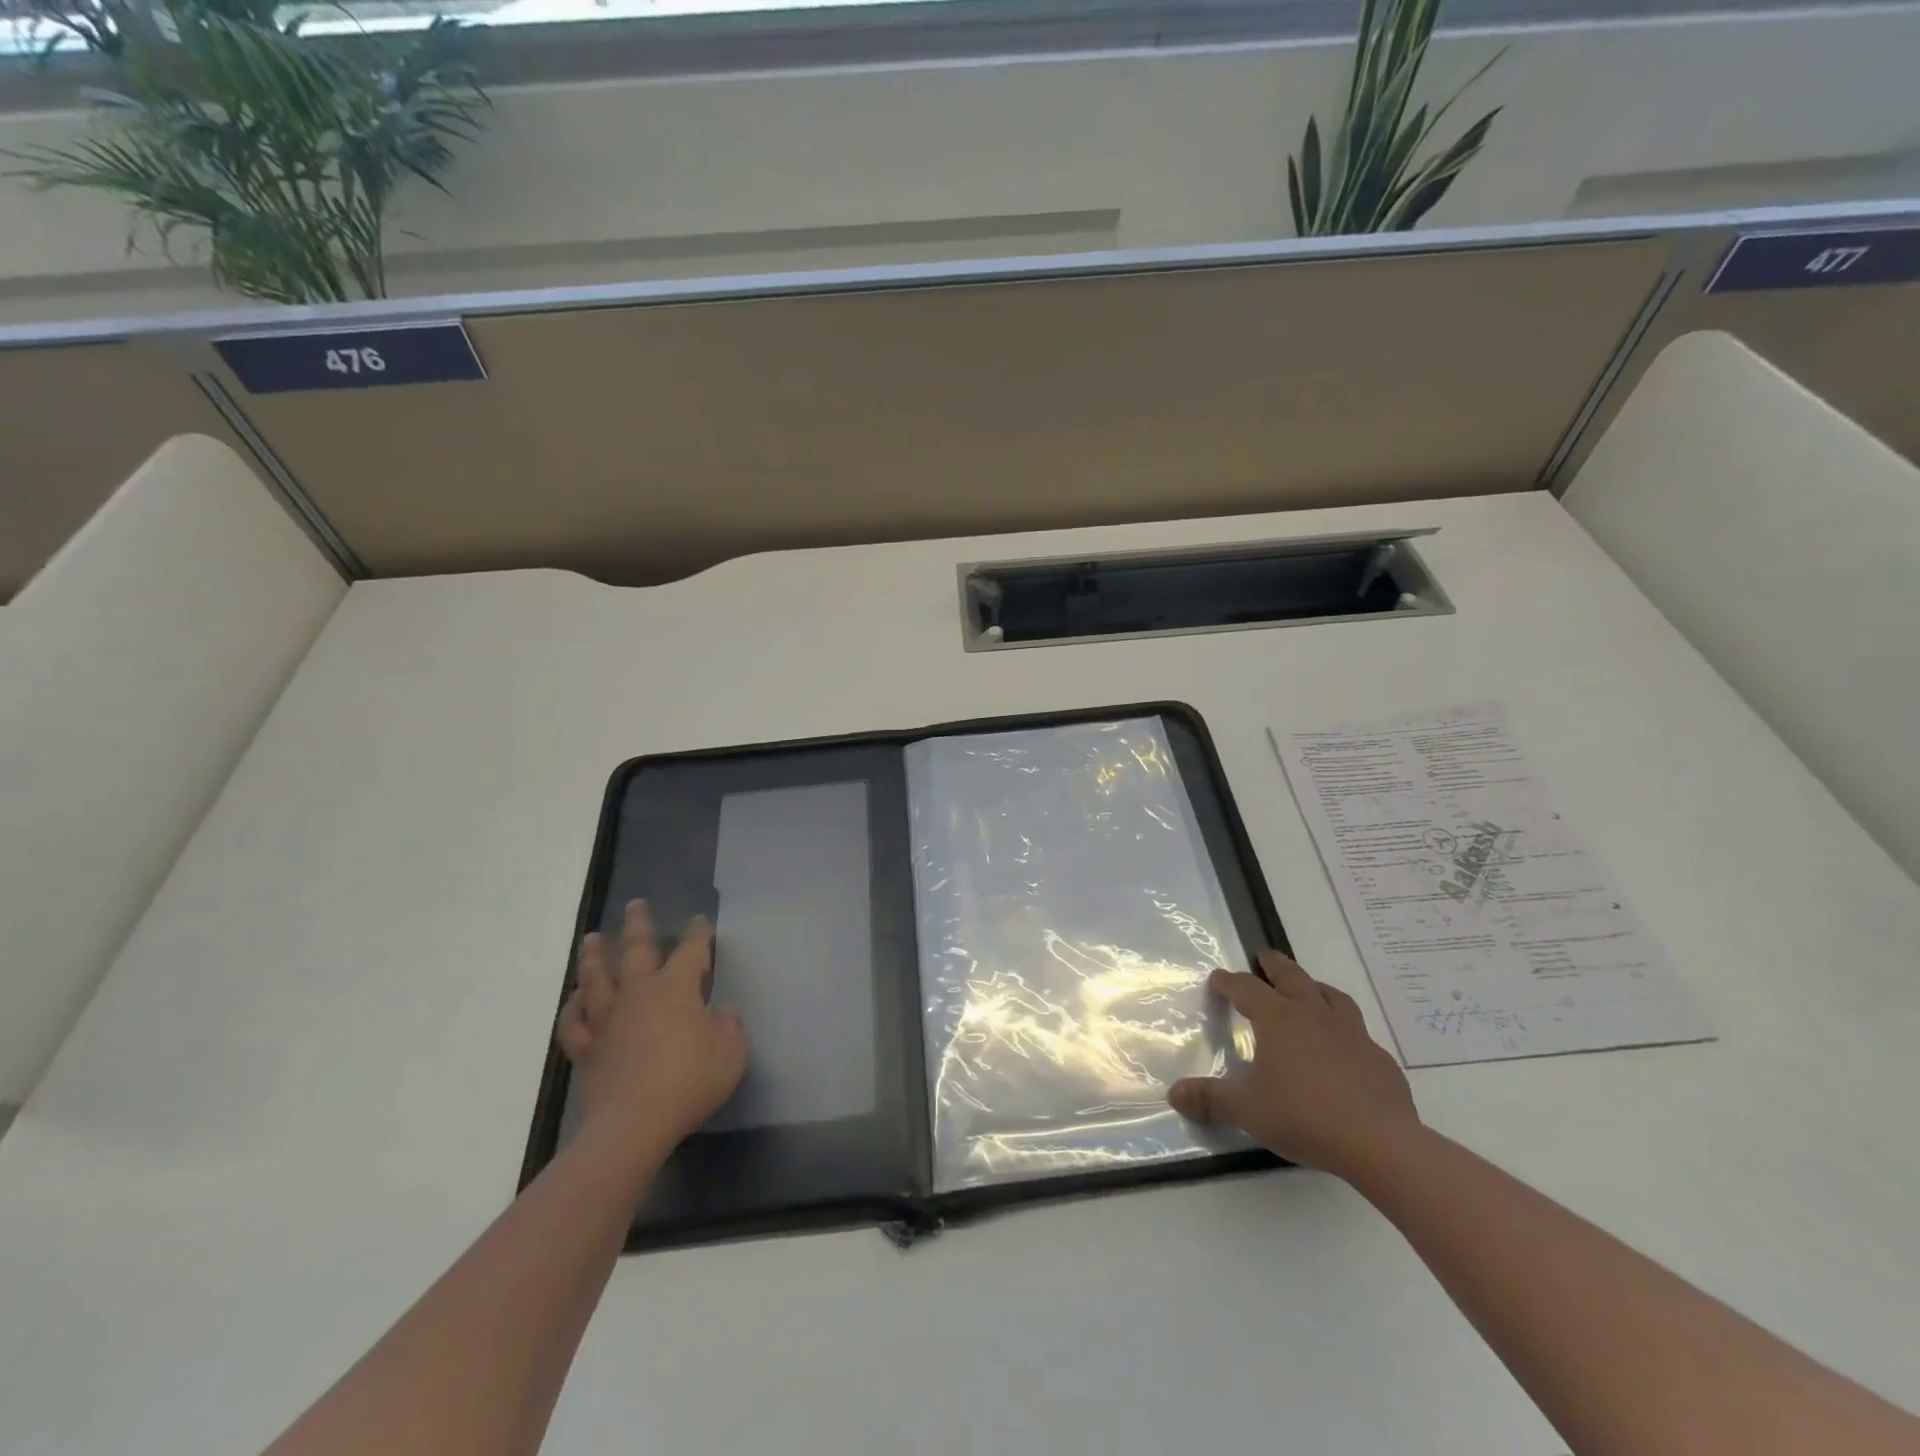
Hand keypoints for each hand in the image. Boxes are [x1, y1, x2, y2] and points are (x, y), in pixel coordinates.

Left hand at [555, 900, 748, 1161]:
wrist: (635, 1122)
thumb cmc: (691, 1079)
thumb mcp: (731, 1051)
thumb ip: (729, 1026)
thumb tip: (721, 1012)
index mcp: (677, 987)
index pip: (691, 950)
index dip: (698, 934)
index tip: (700, 921)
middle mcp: (639, 992)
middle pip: (637, 949)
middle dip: (639, 924)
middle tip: (635, 904)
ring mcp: (608, 1019)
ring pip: (596, 978)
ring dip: (595, 955)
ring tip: (594, 938)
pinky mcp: (586, 1049)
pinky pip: (572, 1022)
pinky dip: (571, 1008)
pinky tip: (574, 999)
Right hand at [1169, 949, 1419, 1179]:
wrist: (1379, 1143)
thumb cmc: (1303, 1116)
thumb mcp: (1246, 1110)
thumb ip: (1210, 1099)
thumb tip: (1174, 1094)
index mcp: (1278, 1019)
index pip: (1247, 988)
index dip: (1229, 982)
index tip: (1218, 977)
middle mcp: (1314, 1015)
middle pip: (1292, 977)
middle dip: (1275, 965)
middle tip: (1264, 956)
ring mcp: (1352, 1035)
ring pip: (1332, 997)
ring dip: (1315, 988)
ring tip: (1309, 989)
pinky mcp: (1380, 1060)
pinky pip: (1359, 1034)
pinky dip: (1346, 1031)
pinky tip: (1345, 1048)